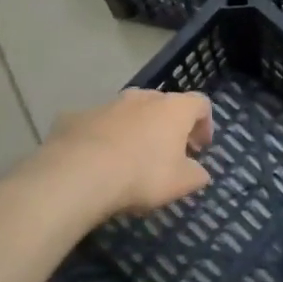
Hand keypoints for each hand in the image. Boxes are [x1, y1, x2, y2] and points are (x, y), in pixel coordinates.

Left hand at [43, 89, 214, 215]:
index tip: (200, 148)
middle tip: (168, 153)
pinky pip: (97, 125)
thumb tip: (199, 172)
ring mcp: (107, 104)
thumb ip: (196, 175)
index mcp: (173, 109)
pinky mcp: (77, 116)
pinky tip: (96, 162)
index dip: (205, 124)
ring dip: (135, 130)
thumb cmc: (142, 175)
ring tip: (130, 159)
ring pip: (128, 112)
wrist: (79, 173)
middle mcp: (142, 97)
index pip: (200, 104)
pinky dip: (102, 138)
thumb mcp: (181, 183)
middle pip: (163, 105)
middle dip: (168, 126)